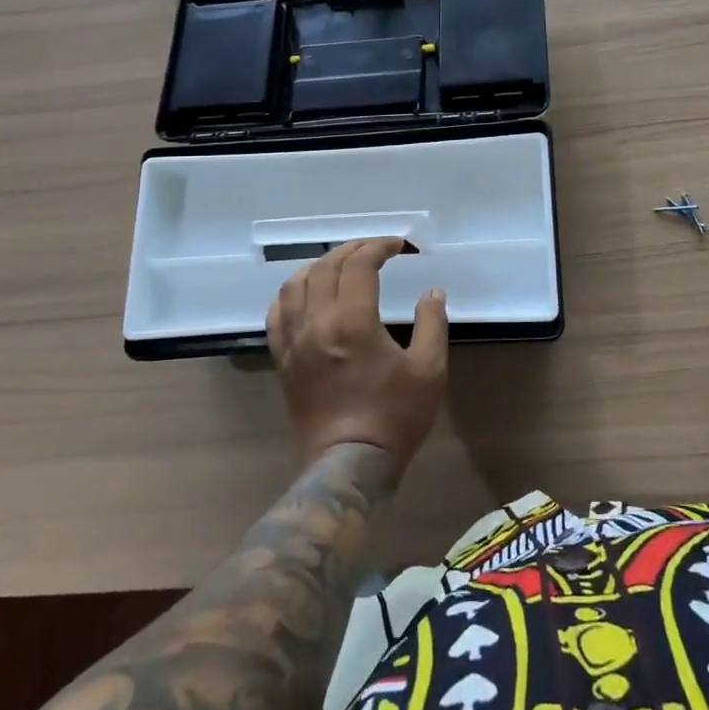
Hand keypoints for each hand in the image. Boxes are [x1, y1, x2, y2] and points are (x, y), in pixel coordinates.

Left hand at [266, 239, 447, 472]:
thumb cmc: (395, 415)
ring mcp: (294, 342)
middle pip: (326, 268)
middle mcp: (317, 323)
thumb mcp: (429, 369)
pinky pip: (276, 315)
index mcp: (353, 321)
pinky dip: (289, 294)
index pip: (359, 265)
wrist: (350, 463)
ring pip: (294, 286)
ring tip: (339, 263)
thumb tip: (432, 292)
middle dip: (352, 250)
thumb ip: (432, 324)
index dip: (379, 247)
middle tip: (374, 249)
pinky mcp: (283, 360)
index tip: (399, 246)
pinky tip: (304, 292)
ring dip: (318, 265)